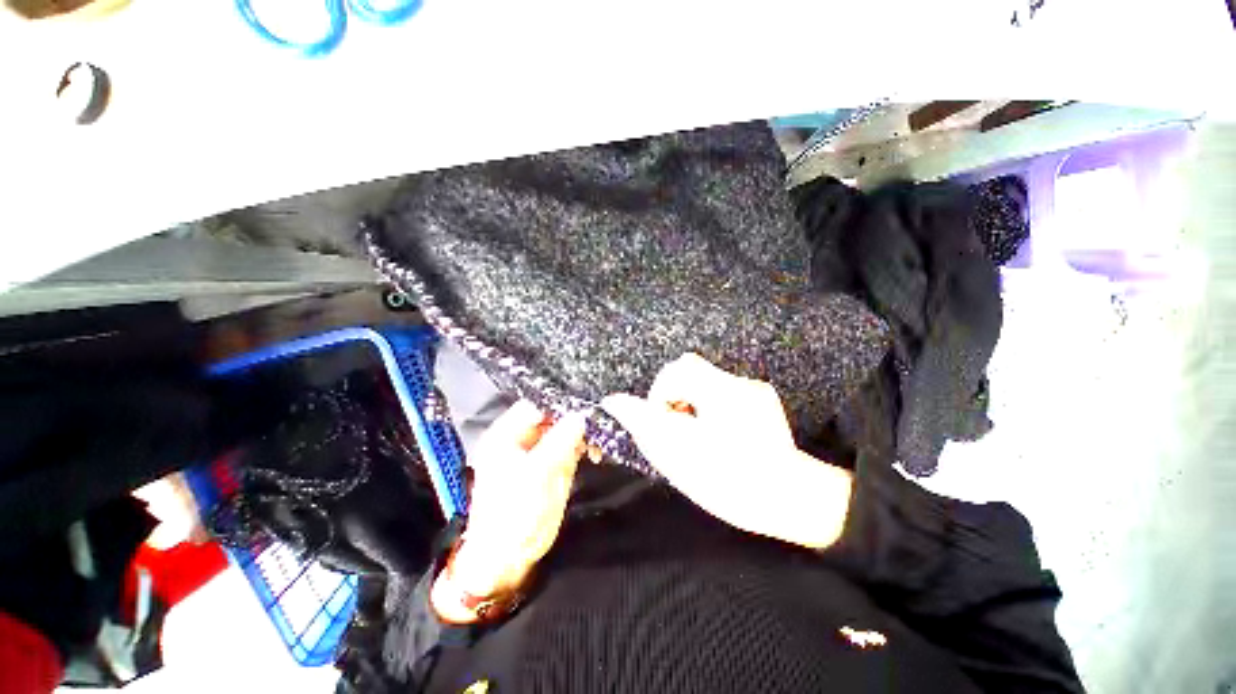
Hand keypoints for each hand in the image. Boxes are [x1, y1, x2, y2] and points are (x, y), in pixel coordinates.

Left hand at [431, 400, 584, 622]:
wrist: (507, 558)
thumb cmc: (514, 514)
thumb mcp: (537, 475)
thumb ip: (560, 441)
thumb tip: (581, 415)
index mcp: (505, 435)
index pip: (534, 406)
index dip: (558, 403)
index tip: (585, 403)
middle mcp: (521, 439)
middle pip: (550, 416)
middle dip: (573, 417)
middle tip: (597, 419)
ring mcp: (537, 452)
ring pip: (563, 430)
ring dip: (581, 432)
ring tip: (597, 438)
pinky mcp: (550, 466)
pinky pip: (569, 446)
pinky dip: (582, 446)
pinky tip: (594, 451)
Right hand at [601, 353, 852, 549]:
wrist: (790, 500)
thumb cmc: (729, 483)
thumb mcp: (679, 457)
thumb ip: (644, 423)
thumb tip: (613, 401)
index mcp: (718, 393)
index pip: (674, 370)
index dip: (659, 395)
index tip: (664, 422)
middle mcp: (737, 383)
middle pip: (689, 368)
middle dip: (674, 393)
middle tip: (678, 426)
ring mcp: (752, 389)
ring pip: (704, 378)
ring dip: (691, 398)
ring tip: (698, 432)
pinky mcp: (761, 397)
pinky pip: (722, 388)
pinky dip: (710, 403)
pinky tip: (719, 431)